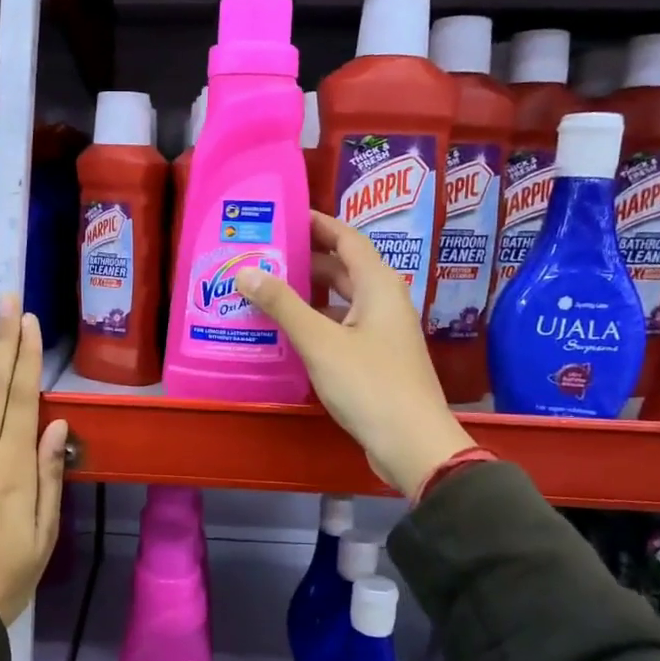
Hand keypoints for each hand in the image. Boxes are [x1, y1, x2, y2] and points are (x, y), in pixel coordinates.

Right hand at [237, 211, 472, 497]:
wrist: (412, 444)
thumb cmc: (369, 384)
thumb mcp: (320, 342)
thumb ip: (283, 305)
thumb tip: (247, 271)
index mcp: (379, 286)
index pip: (348, 239)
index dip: (319, 224)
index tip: (286, 216)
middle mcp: (385, 302)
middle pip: (345, 269)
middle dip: (308, 259)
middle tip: (266, 255)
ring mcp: (383, 332)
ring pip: (343, 300)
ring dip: (310, 293)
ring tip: (269, 289)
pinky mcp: (377, 359)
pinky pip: (343, 326)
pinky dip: (317, 322)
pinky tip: (289, 331)